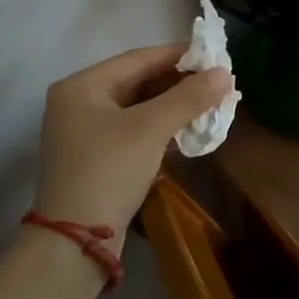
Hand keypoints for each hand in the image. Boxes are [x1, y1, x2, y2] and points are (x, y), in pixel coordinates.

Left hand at [35, 45, 233, 242]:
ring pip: (136, 107)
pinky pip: (132, 130)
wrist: (74, 243)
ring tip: (209, 104)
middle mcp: (78, 102)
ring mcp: (83, 133)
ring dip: (172, 106)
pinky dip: (159, 128)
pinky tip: (187, 132)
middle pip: (137, 82)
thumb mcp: (150, 129)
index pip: (138, 58)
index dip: (178, 55)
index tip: (213, 55)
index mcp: (82, 85)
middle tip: (215, 81)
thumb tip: (224, 73)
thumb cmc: (108, 171)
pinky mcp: (94, 158)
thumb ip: (188, 97)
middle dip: (178, 83)